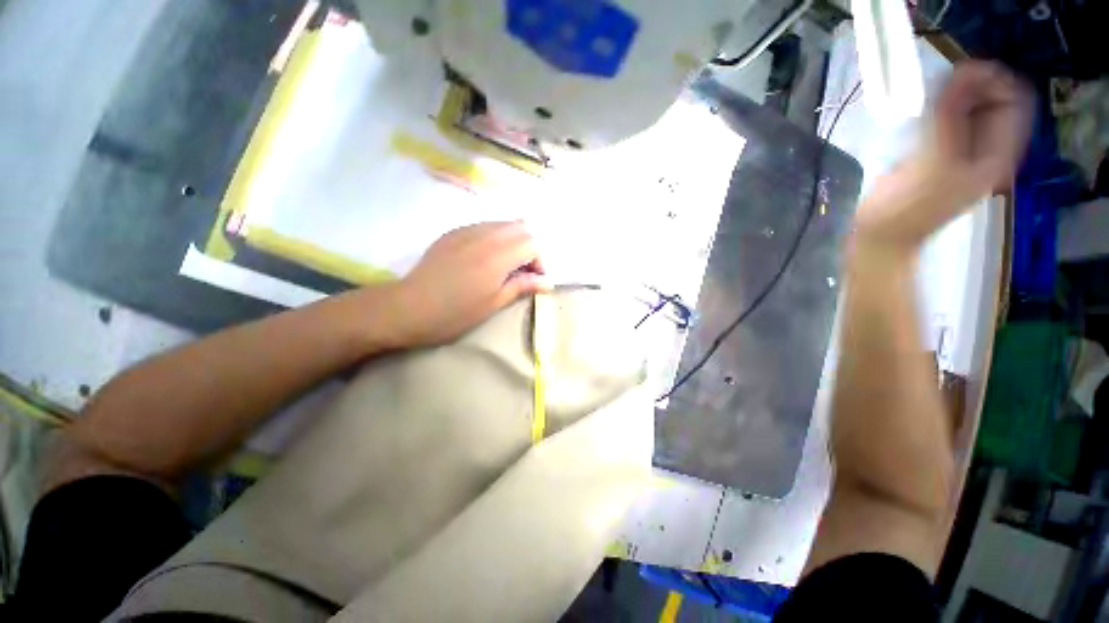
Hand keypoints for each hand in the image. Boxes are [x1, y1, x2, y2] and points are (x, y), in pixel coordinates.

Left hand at [389, 222, 548, 347]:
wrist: (408, 307)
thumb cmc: (455, 313)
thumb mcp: (493, 303)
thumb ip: (522, 286)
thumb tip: (547, 282)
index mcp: (498, 254)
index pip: (533, 243)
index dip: (539, 260)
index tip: (533, 280)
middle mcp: (486, 234)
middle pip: (521, 227)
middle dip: (529, 246)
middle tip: (522, 271)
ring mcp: (467, 229)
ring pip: (502, 224)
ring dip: (512, 241)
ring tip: (504, 265)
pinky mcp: (453, 232)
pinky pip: (484, 226)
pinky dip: (494, 238)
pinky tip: (483, 259)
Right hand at [856, 61, 1033, 251]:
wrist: (881, 236)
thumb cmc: (907, 207)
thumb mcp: (935, 162)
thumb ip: (951, 118)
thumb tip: (962, 70)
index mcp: (999, 153)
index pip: (1013, 99)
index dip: (992, 79)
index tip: (957, 74)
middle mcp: (987, 148)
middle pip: (993, 100)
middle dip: (970, 86)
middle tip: (937, 87)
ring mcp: (963, 152)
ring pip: (969, 107)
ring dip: (951, 96)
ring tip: (925, 100)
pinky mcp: (939, 154)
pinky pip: (948, 120)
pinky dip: (937, 109)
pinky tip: (918, 114)